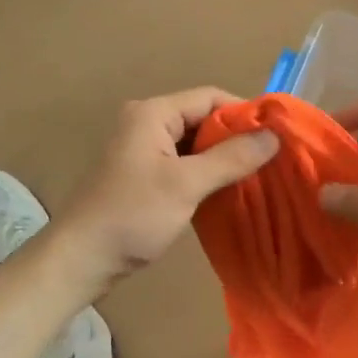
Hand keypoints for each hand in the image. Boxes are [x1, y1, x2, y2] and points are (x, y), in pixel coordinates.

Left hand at [49, 88, 278, 293]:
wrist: (81, 259)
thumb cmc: (132, 215)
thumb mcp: (186, 184)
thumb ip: (231, 158)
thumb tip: (274, 136)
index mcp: (152, 113)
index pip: (209, 97)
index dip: (244, 112)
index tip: (276, 135)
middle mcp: (145, 123)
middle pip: (202, 118)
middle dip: (235, 137)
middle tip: (270, 159)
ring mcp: (141, 150)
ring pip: (193, 143)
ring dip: (222, 157)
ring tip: (256, 175)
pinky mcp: (142, 175)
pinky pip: (182, 163)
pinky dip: (205, 173)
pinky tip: (226, 190)